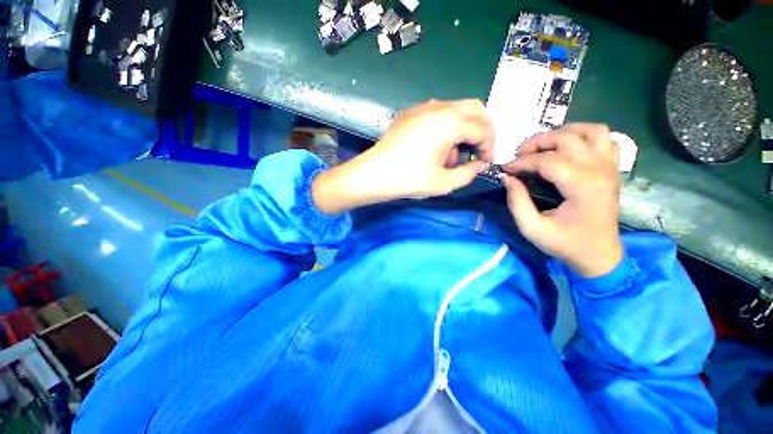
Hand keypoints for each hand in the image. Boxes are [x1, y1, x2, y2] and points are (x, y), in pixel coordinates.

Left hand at [313, 99, 493, 213]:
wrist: (374, 174)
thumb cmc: (409, 179)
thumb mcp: (444, 183)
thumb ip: (469, 173)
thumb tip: (479, 164)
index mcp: (450, 122)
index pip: (483, 128)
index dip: (489, 146)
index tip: (485, 162)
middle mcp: (439, 106)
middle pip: (475, 108)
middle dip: (482, 129)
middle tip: (478, 151)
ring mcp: (422, 107)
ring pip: (456, 109)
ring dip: (463, 128)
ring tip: (452, 155)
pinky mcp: (410, 113)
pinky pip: (437, 113)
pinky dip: (446, 126)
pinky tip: (435, 147)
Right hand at [501, 124, 622, 277]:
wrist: (600, 256)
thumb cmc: (566, 244)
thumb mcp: (532, 228)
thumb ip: (517, 201)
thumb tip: (507, 178)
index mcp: (582, 186)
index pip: (547, 161)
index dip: (521, 162)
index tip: (505, 169)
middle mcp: (599, 170)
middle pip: (567, 138)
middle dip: (537, 142)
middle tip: (519, 155)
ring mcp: (610, 168)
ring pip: (592, 131)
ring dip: (565, 132)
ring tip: (545, 146)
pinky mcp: (612, 170)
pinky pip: (606, 140)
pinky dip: (586, 137)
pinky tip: (570, 149)